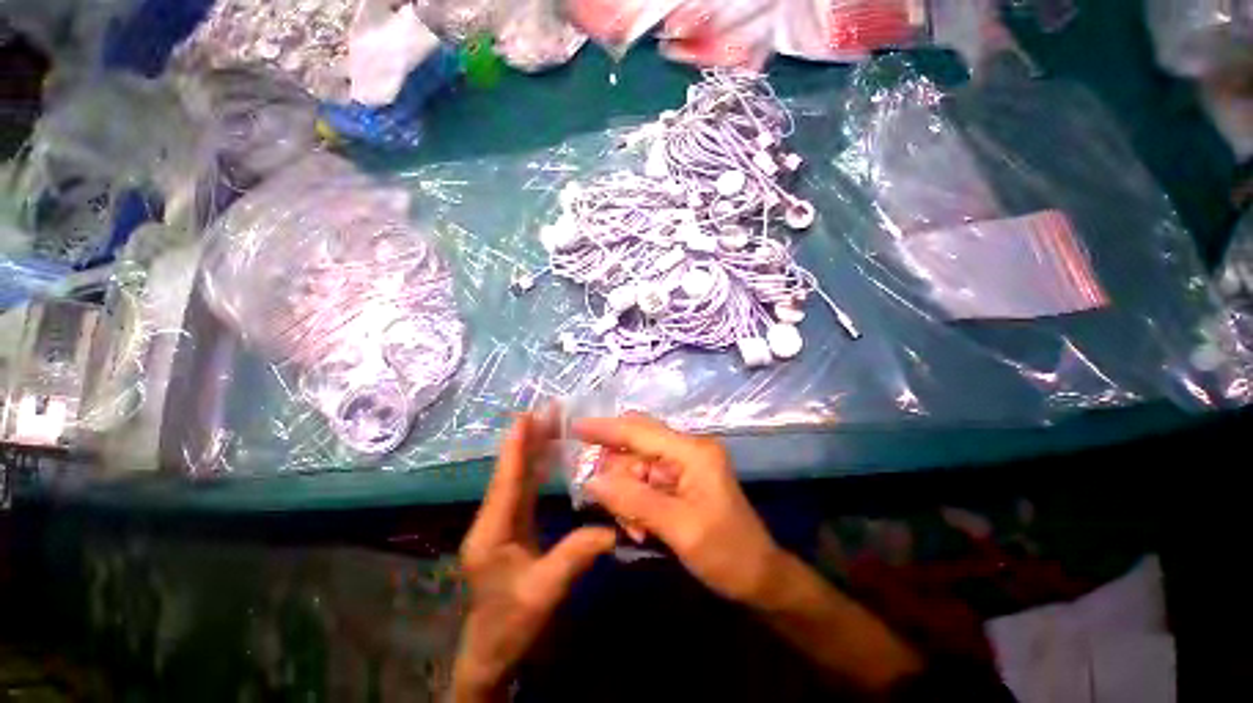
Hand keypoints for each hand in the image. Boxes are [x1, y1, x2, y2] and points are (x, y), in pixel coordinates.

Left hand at [453, 413, 616, 701]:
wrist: (490, 651)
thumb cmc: (510, 624)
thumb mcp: (543, 593)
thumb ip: (573, 557)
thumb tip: (611, 530)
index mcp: (492, 532)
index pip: (506, 482)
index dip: (516, 448)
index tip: (525, 417)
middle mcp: (493, 520)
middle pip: (512, 473)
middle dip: (527, 440)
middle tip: (545, 411)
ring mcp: (501, 522)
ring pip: (517, 478)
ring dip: (532, 449)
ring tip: (549, 423)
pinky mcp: (511, 526)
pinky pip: (524, 489)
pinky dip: (536, 468)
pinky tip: (548, 455)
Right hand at [576, 413, 782, 603]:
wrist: (759, 577)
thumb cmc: (727, 553)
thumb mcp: (679, 528)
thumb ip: (634, 501)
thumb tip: (593, 481)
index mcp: (692, 451)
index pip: (640, 430)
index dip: (606, 428)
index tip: (575, 428)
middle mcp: (687, 449)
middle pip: (635, 447)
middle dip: (617, 475)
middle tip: (607, 506)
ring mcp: (684, 464)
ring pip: (636, 467)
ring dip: (626, 495)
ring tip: (634, 529)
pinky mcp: (681, 480)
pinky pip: (645, 482)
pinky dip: (636, 502)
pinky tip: (641, 527)